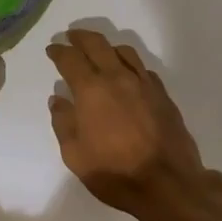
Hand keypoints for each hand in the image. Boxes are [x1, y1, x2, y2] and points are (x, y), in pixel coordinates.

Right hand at [47, 29, 219, 220]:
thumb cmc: (115, 173)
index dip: (59, 51)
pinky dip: (128, 64)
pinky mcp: (162, 94)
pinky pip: (142, 68)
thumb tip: (58, 99)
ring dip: (107, 46)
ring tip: (99, 51)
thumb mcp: (75, 155)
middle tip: (71, 36)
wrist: (169, 184)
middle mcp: (118, 78)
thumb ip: (63, 123)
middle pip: (98, 45)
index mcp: (92, 90)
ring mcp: (144, 84)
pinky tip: (126, 73)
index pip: (71, 59)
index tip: (52, 49)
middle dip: (81, 37)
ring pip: (124, 51)